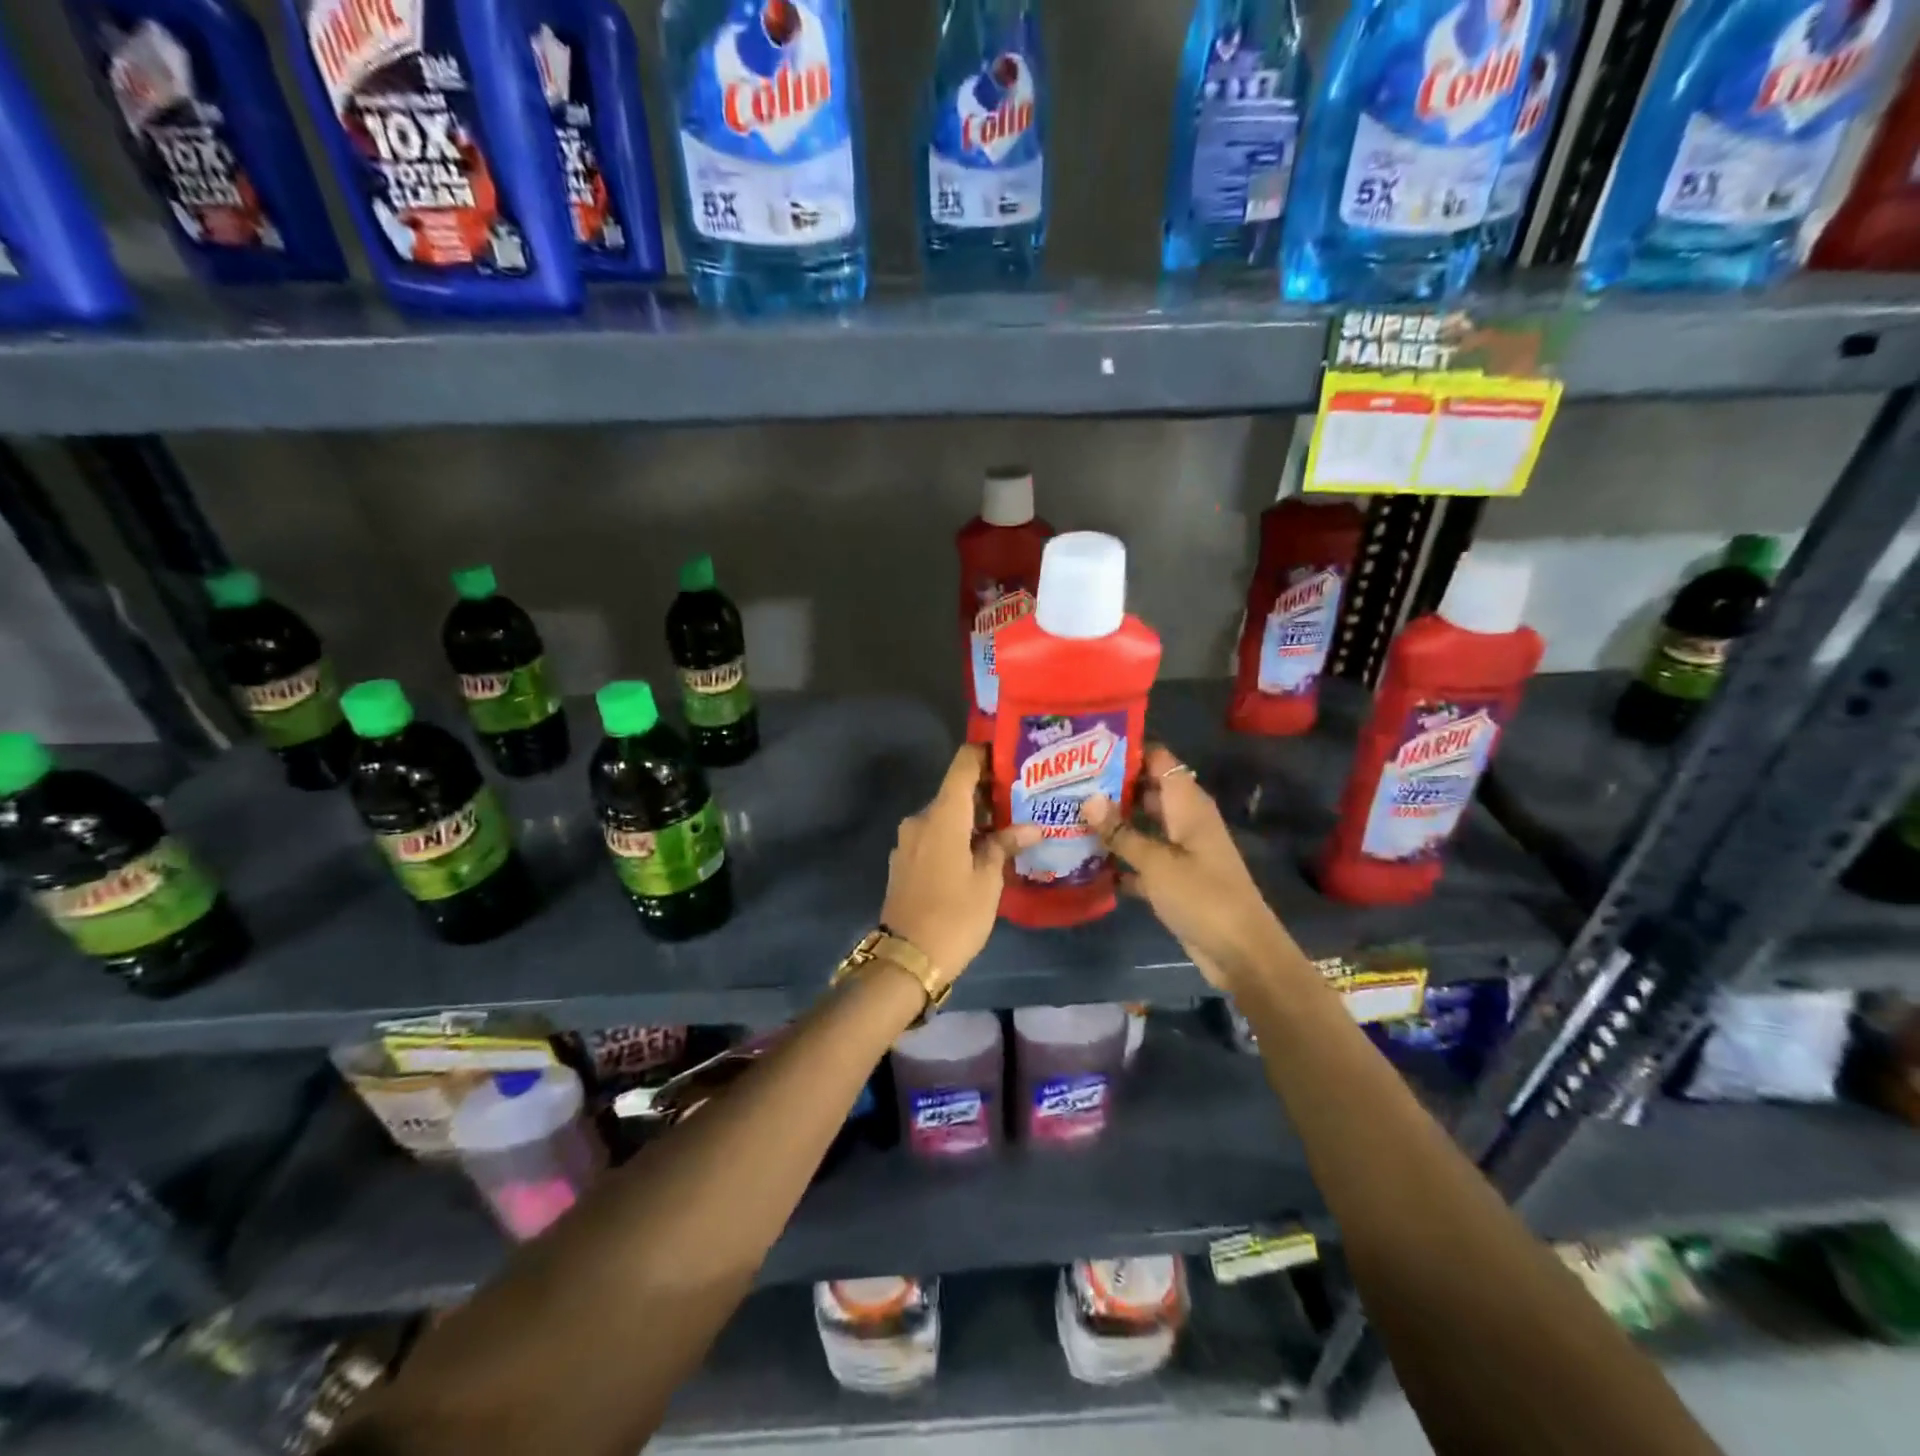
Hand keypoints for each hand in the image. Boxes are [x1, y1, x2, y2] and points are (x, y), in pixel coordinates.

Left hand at [880, 746, 1040, 983]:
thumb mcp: (988, 881)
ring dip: (972, 819)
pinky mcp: (904, 861)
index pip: (963, 764)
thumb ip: (1005, 845)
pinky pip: (934, 836)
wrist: (906, 959)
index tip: (1010, 756)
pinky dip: (956, 836)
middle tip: (1021, 800)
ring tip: (1007, 829)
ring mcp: (908, 841)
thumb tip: (1031, 827)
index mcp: (942, 815)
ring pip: (945, 817)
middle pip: (955, 792)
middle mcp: (920, 819)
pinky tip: (979, 853)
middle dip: (986, 793)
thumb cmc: (955, 915)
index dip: (985, 754)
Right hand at [1080, 745, 1293, 993]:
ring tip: (1068, 814)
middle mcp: (1185, 820)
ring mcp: (1181, 849)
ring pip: (1142, 825)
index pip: (1159, 760)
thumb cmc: (1201, 896)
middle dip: (1111, 786)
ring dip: (1112, 823)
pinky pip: (1142, 857)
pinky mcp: (1175, 877)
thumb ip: (1120, 832)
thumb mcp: (1156, 862)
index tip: (1087, 748)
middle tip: (1066, 783)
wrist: (1240, 952)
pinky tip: (1086, 859)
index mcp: (1188, 804)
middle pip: (1147, 790)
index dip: (1128, 750)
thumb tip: (1087, 799)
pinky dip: (1121, 857)